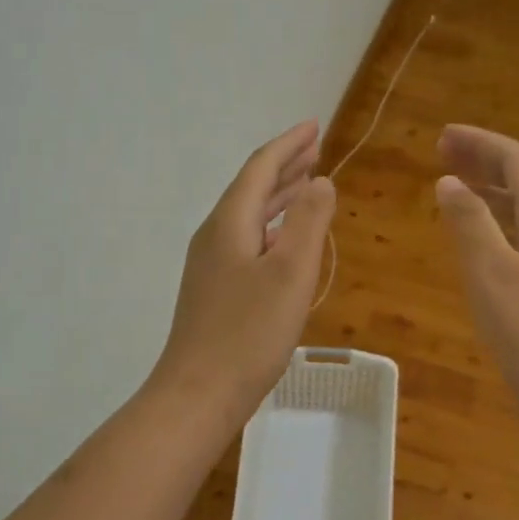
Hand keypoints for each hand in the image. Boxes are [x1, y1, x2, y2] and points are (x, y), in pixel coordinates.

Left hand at [153, 121, 336, 417]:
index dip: (289, 144)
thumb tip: (319, 182)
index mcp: (230, 223)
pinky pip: (246, 243)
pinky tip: (284, 243)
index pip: (260, 168)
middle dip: (285, 167)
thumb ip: (307, 221)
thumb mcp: (290, 272)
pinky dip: (271, 230)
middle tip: (315, 150)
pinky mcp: (214, 292)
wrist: (199, 393)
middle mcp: (215, 236)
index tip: (314, 126)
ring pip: (248, 217)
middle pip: (251, 189)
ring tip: (306, 186)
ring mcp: (210, 266)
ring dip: (278, 198)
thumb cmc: (249, 332)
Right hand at [435, 124, 518, 427]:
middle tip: (444, 156)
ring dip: (494, 192)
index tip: (442, 137)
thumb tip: (450, 181)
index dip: (480, 143)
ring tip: (459, 191)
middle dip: (486, 162)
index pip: (518, 161)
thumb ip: (471, 225)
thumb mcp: (494, 277)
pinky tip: (486, 246)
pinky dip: (503, 225)